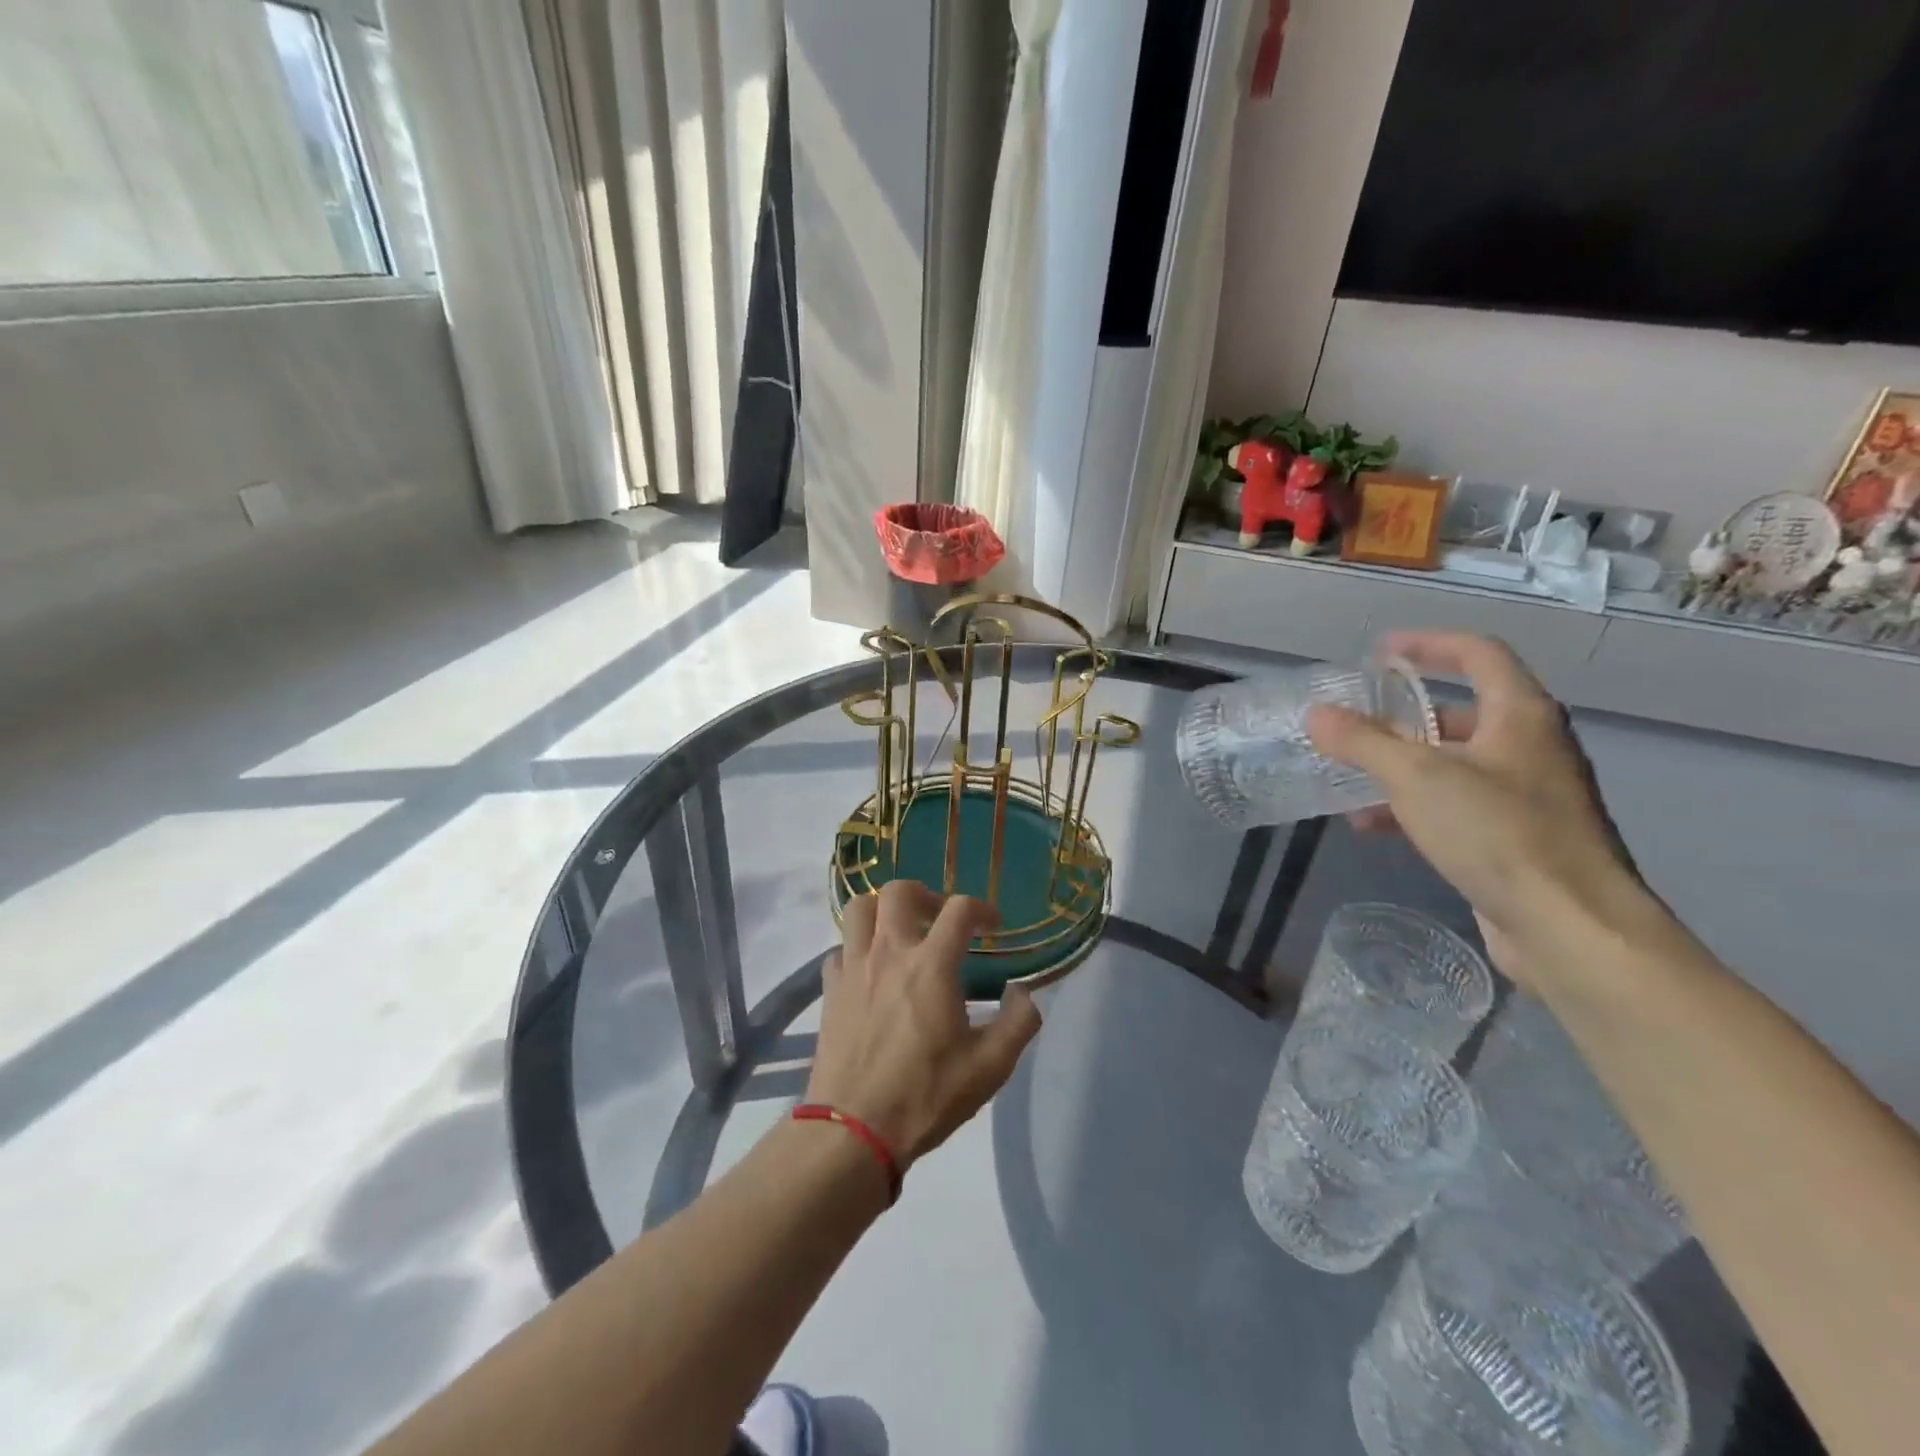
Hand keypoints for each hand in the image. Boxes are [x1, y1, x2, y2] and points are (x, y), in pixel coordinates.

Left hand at [806, 880, 1042, 1169]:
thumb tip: (1023, 992)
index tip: (992, 926)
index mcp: (932, 965)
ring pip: (860, 908)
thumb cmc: (925, 1096)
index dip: (981, 908)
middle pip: (899, 891)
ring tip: (900, 932)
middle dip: (925, 893)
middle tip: (939, 918)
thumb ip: (1018, 1023)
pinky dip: (857, 947)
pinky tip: (870, 970)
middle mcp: (889, 953)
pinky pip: (840, 947)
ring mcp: (854, 967)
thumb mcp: (989, 1068)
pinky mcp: (830, 989)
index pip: (959, 909)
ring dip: (883, 909)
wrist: (852, 1130)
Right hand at [1306, 632, 1652, 979]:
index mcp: (1520, 716)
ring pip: (1455, 763)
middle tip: (1358, 722)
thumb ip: (1362, 741)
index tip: (1381, 651)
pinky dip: (1415, 806)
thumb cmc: (1497, 833)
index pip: (1478, 654)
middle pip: (1463, 712)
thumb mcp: (1416, 778)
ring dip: (1402, 766)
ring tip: (1352, 778)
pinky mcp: (1518, 839)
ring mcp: (1528, 796)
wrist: (1571, 928)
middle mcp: (1530, 747)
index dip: (1429, 644)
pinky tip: (1374, 826)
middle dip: (1405, 716)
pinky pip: (1457, 805)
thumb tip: (1316, 713)